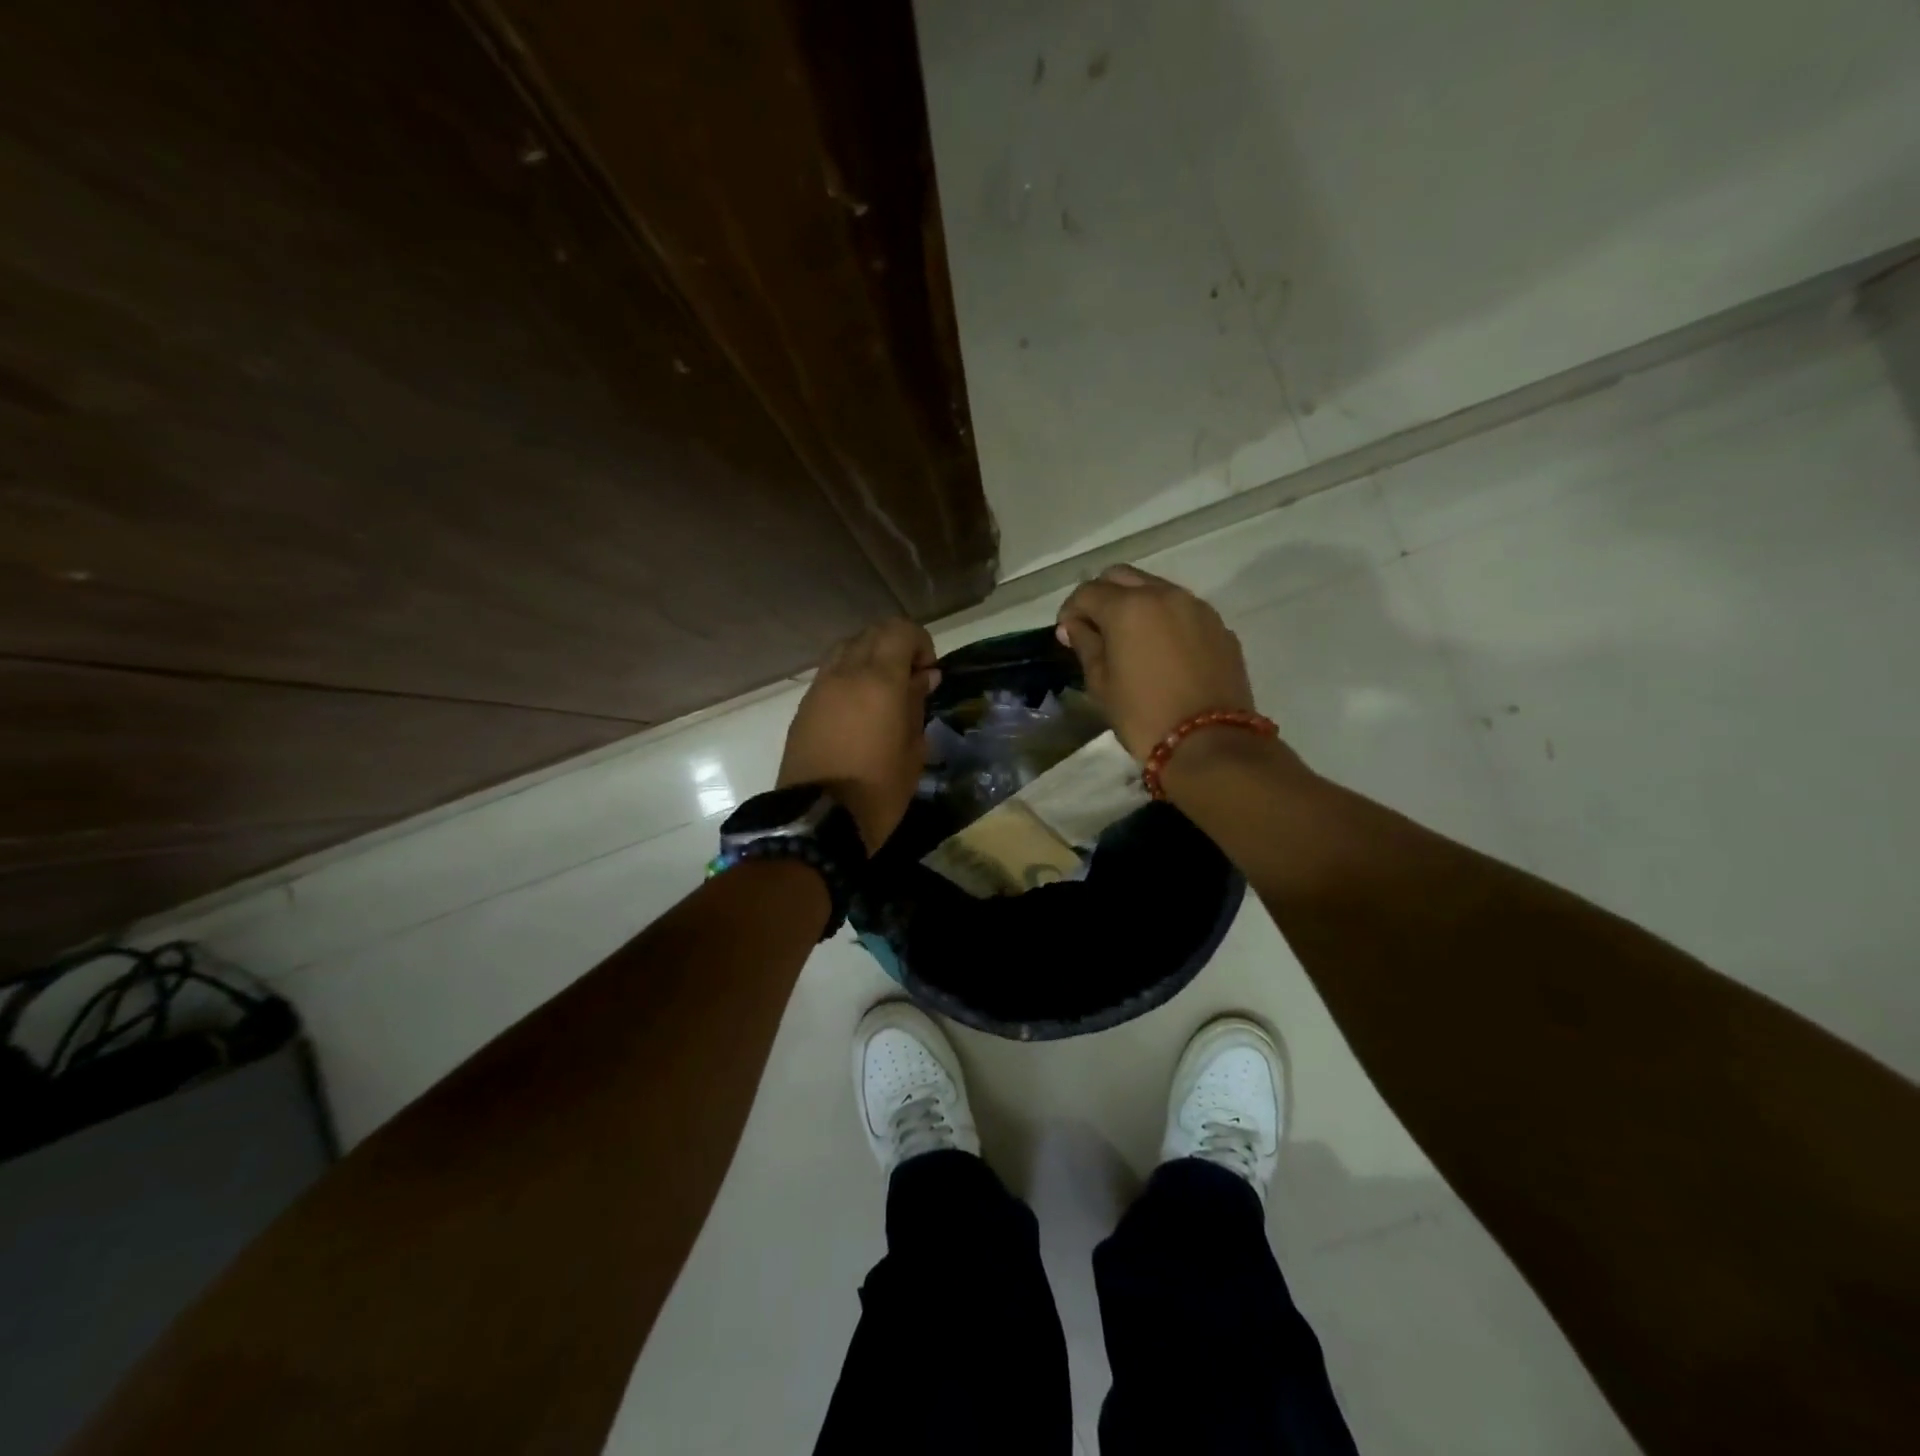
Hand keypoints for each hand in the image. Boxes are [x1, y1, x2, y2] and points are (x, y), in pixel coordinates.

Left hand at [778, 618, 939, 852]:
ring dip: (869, 657)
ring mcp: (820, 687)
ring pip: (846, 648)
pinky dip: (848, 675)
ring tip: (883, 691)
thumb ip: (918, 705)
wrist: (818, 821)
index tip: (928, 672)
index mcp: (880, 680)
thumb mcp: (913, 750)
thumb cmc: (879, 790)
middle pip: (872, 633)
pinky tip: (859, 708)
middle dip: (895, 646)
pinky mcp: (805, 706)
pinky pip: (830, 672)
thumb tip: (924, 678)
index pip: (899, 630)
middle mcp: (847, 673)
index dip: (920, 642)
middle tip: (910, 679)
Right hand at [1055, 565, 1257, 758]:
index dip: (1071, 610)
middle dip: (1102, 596)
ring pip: (1157, 589)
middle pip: (1122, 577)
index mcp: (1128, 607)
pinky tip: (1162, 652)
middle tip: (1095, 629)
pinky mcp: (1220, 627)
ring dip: (1136, 604)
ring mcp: (1197, 608)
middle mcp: (1164, 595)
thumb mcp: (1101, 684)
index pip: (1088, 592)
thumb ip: (1086, 645)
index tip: (1067, 634)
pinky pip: (1183, 610)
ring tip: (1130, 639)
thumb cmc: (1143, 715)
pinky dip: (1165, 620)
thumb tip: (1074, 626)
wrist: (1209, 742)